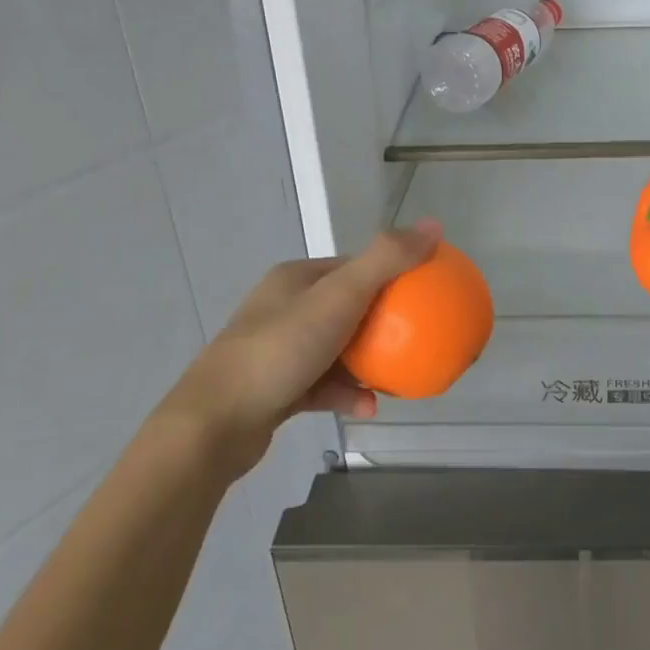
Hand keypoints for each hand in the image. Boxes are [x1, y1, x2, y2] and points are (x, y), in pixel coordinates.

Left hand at [163, 221, 442, 474]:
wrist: (214, 424)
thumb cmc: (280, 350)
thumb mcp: (339, 298)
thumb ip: (386, 261)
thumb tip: (435, 225)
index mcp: (296, 278)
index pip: (353, 266)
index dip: (390, 274)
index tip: (423, 292)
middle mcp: (284, 308)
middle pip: (348, 307)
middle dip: (383, 322)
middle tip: (416, 337)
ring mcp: (277, 349)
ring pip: (336, 349)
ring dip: (366, 362)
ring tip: (398, 375)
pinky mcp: (275, 388)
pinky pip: (322, 385)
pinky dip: (345, 393)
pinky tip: (368, 407)